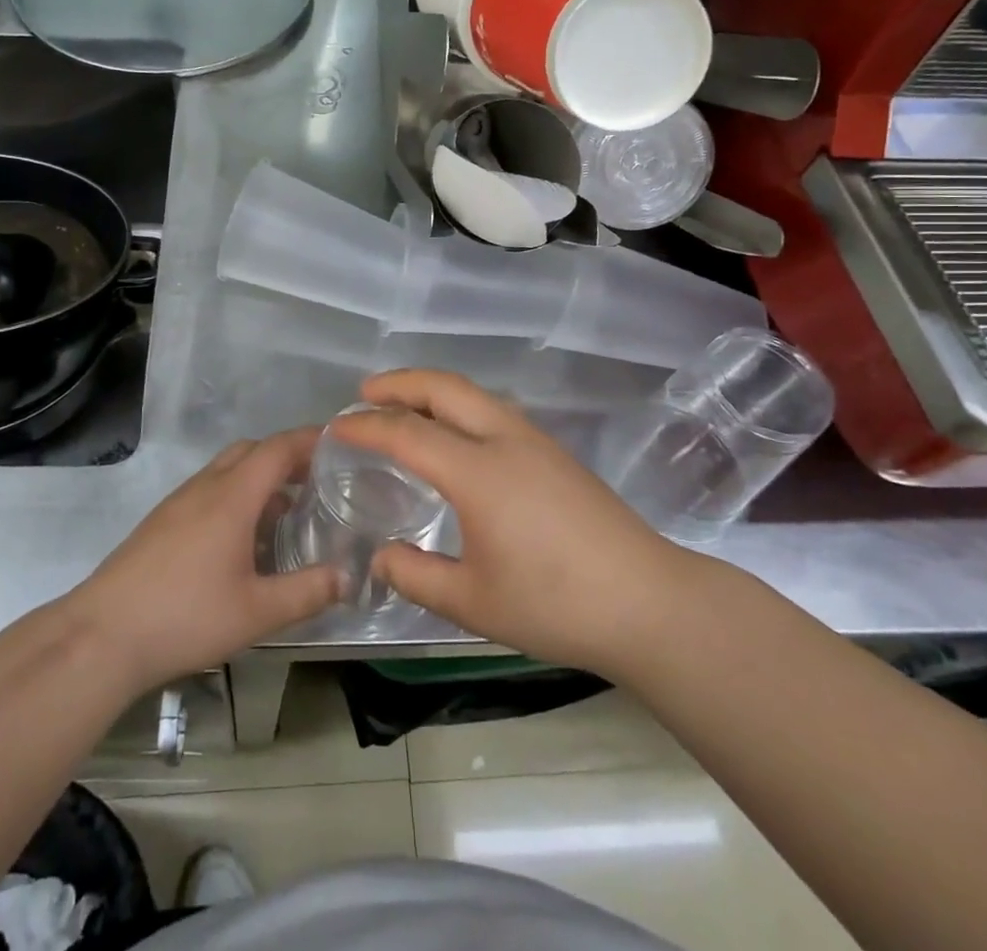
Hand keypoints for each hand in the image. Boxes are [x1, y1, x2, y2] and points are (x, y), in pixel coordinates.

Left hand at [65, 430, 341, 695]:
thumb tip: (348, 577)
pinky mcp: (162, 521)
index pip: (278, 448)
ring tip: (286, 511)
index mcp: (232, 496)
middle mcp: (205, 486)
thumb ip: (307, 592)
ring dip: (259, 477)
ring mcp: (179, 502)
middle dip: (286, 456)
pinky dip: (236, 496)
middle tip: (317, 481)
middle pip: (252, 450)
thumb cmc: (185, 617)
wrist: (103, 635)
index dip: (311, 439)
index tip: (341, 442)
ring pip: (227, 470)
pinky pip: (209, 490)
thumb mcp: (257, 612)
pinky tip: (243, 539)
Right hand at [335, 371, 695, 679]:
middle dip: (399, 382)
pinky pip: (493, 409)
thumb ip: (415, 576)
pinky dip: (459, 405)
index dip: (366, 426)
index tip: (337, 428)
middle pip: (444, 388)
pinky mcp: (555, 452)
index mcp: (477, 471)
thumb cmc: (554, 604)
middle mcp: (504, 439)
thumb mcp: (472, 602)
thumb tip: (379, 556)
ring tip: (404, 406)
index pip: (407, 432)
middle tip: (364, 393)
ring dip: (432, 389)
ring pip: (473, 393)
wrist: (648, 602)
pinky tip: (454, 435)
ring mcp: (534, 440)